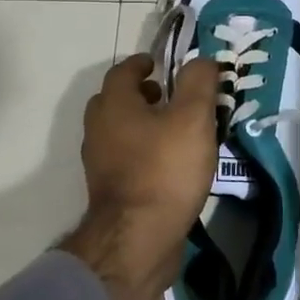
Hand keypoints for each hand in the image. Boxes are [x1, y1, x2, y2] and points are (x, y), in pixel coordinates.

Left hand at [61, 53, 218, 299]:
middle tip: (167, 96)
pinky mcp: (110, 191)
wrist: (138, 239)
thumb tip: (200, 60)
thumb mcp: (192, 118)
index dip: (142, 64)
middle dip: (140, 94)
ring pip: (118, 131)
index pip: (123, 72)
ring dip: (140, 124)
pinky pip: (124, 159)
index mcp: (114, 105)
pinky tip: (168, 164)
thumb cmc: (165, 170)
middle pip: (114, 101)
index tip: (160, 64)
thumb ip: (198, 82)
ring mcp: (100, 163)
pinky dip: (141, 151)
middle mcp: (99, 130)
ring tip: (174, 130)